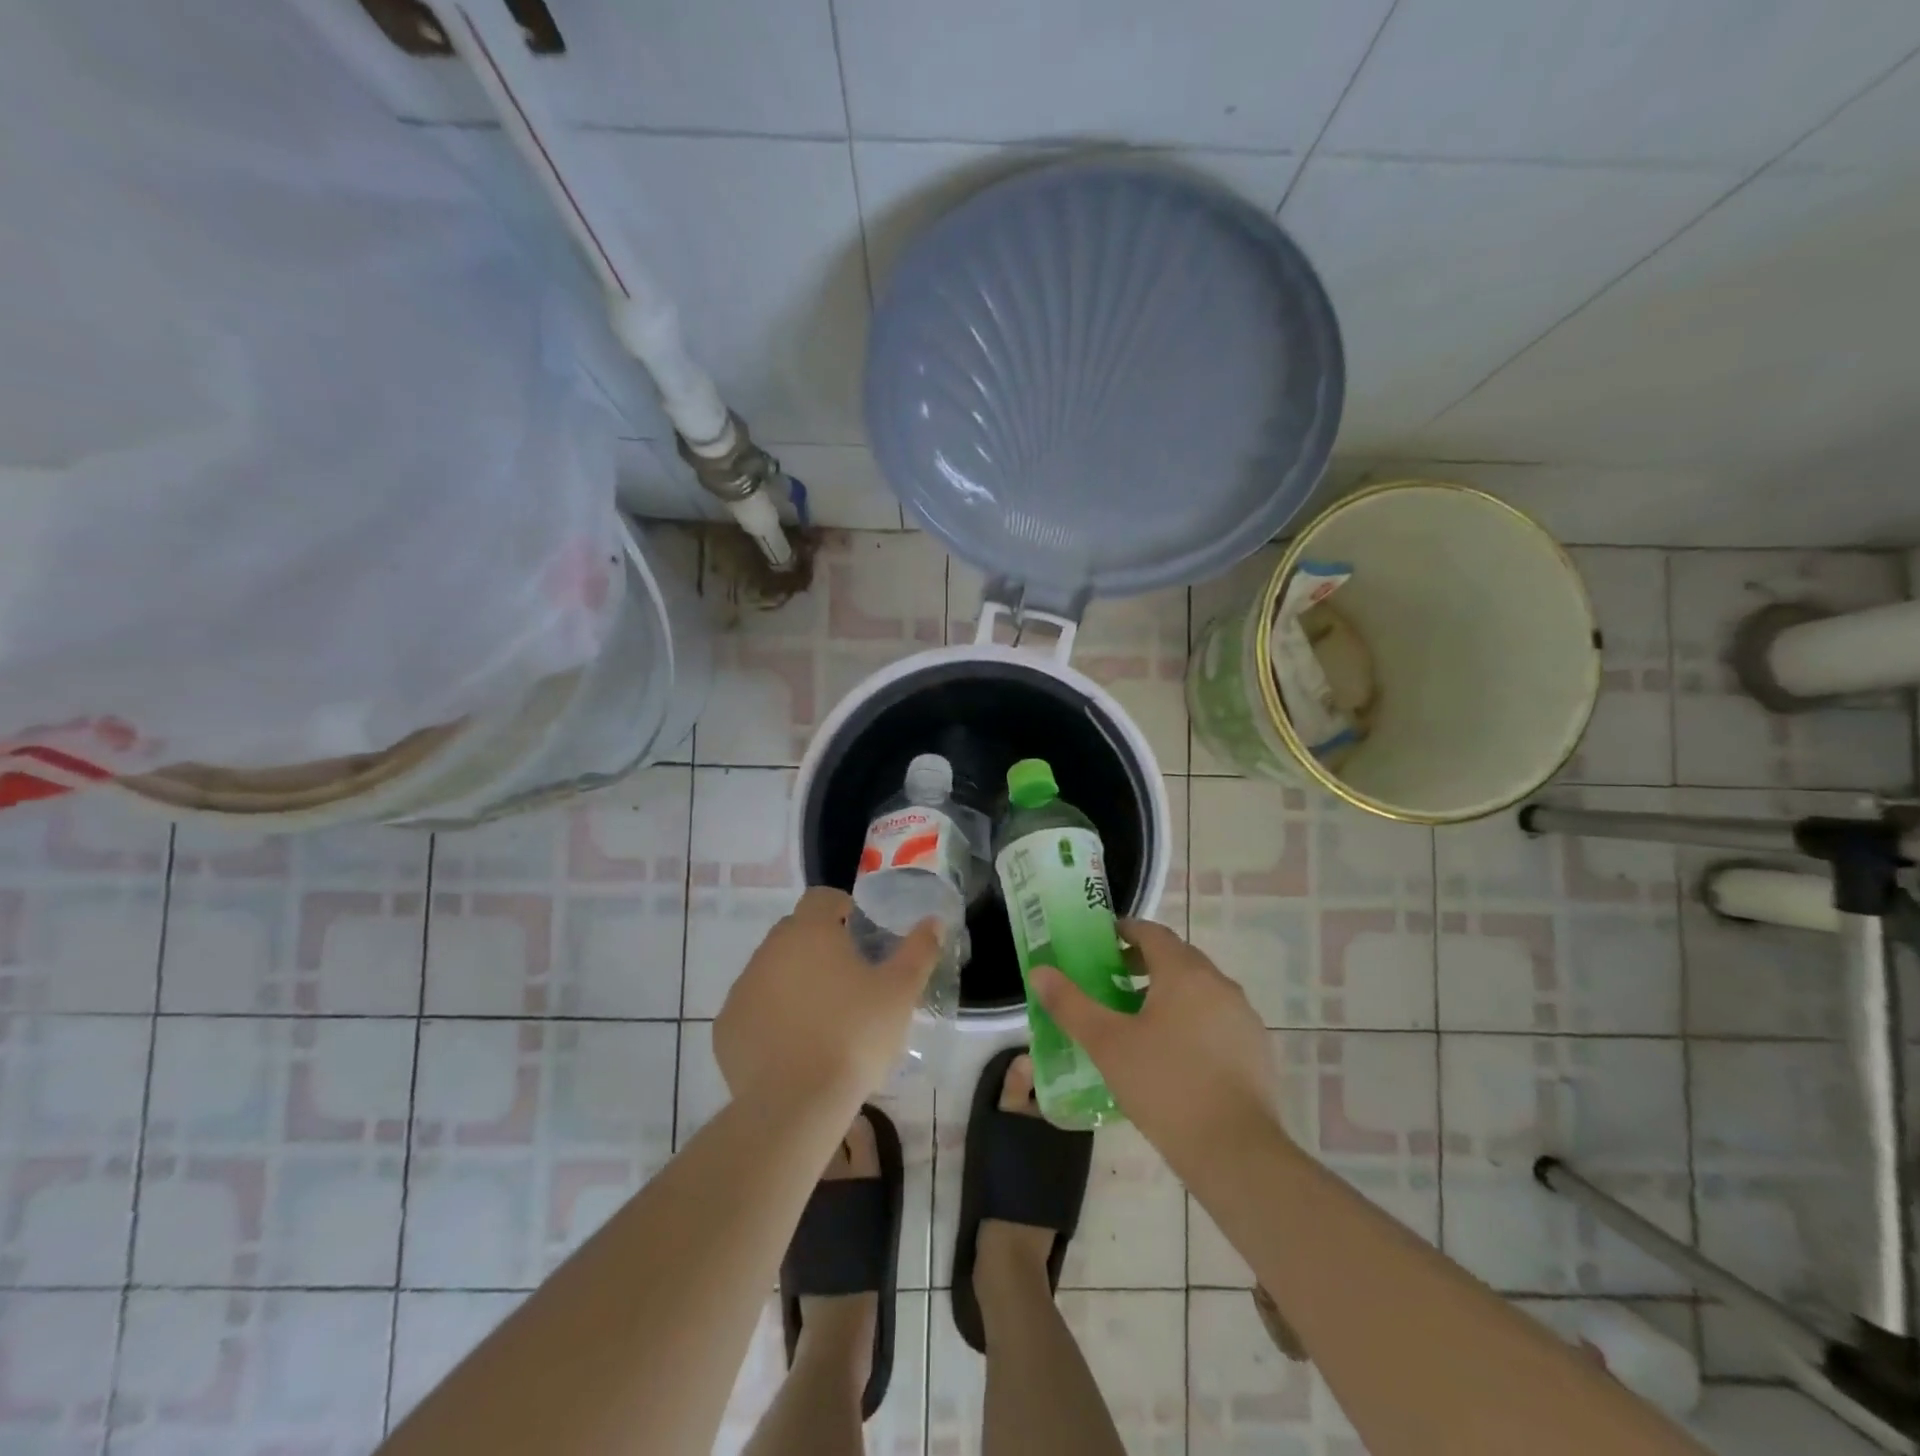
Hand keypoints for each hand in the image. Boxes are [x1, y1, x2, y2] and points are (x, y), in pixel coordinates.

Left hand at [715, 887, 939, 1113]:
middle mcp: (770, 950)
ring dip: (794, 979)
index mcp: (810, 931)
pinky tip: (793, 1044)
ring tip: (822, 1014)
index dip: (841, 908)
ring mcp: (743, 988)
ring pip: (772, 969)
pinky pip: (754, 1007)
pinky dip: (771, 1015)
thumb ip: (919, 950)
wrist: (796, 1105)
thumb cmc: (854, 1036)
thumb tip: (933, 921)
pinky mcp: (727, 1027)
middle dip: (819, 944)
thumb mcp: (900, 992)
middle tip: (848, 977)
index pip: (821, 897)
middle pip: (795, 931)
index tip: (859, 932)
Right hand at [1032, 919, 1281, 1178]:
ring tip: (1139, 1022)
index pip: (1152, 932)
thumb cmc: (1164, 1086)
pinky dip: (1193, 1021)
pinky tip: (1174, 1056)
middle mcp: (1219, 984)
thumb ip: (1070, 1004)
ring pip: (1200, 990)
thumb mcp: (1106, 1044)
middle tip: (1112, 982)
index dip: (1125, 931)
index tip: (1101, 943)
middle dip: (1144, 963)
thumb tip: (1039, 971)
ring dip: (1170, 993)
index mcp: (1184, 972)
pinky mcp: (1257, 1050)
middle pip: (1178, 958)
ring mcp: (1243, 1017)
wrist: (1236, 1152)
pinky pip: (1218, 1020)